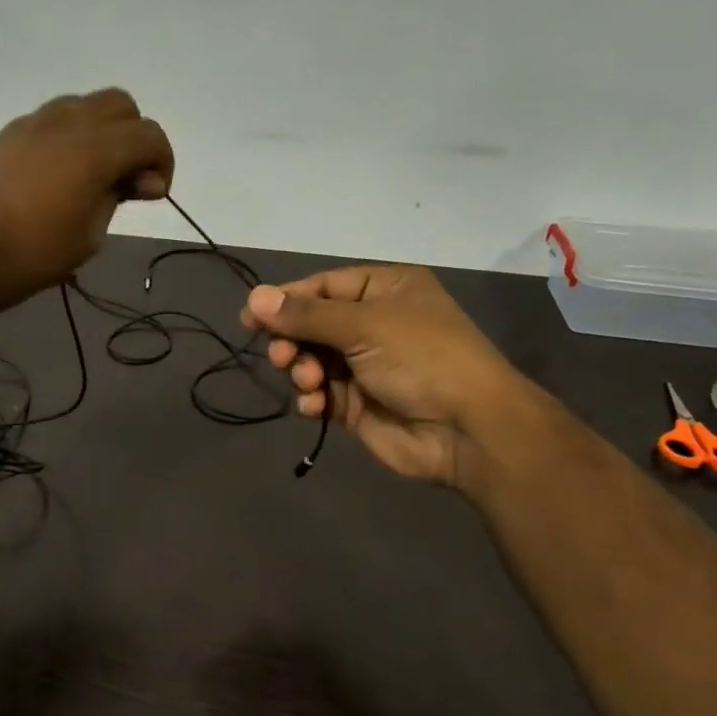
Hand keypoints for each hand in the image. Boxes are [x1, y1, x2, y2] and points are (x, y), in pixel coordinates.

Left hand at [0, 89, 174, 312]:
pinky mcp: (4, 136)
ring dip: (98, 133)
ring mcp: (30, 124)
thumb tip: (138, 180)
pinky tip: (53, 178)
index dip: (162, 162)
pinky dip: (65, 140)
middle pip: (119, 105)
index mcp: (95, 149)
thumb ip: (117, 198)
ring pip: (81, 106)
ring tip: (89, 177)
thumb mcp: (89, 237)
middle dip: (133, 137)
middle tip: (125, 180)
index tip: (153, 194)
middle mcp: (66, 123)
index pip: (149, 135)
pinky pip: (48, 122)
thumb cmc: (32, 255)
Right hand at [240, 265, 534, 491]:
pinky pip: (322, 395)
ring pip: (312, 361)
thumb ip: (305, 315)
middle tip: (281, 356)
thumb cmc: (421, 358)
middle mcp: (375, 324)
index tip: (250, 317)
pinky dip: (312, 399)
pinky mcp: (359, 404)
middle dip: (292, 340)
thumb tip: (254, 297)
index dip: (286, 300)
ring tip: (309, 382)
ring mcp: (367, 366)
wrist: (467, 429)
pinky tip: (315, 406)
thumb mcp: (363, 325)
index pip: (323, 287)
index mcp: (385, 290)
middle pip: (312, 325)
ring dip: (302, 370)